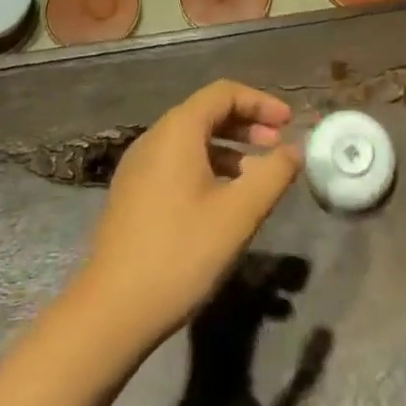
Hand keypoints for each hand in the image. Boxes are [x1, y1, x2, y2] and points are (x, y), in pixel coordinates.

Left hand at [78, 81, 303, 347]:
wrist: (110, 312)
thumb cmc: (180, 253)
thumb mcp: (239, 213)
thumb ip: (273, 174)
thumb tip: (295, 149)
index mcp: (178, 130)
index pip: (224, 93)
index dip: (261, 102)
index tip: (288, 122)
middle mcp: (154, 138)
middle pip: (207, 112)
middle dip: (247, 124)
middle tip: (278, 146)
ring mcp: (138, 166)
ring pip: (192, 140)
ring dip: (229, 147)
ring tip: (256, 176)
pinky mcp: (133, 193)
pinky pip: (177, 162)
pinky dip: (208, 166)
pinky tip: (223, 200)